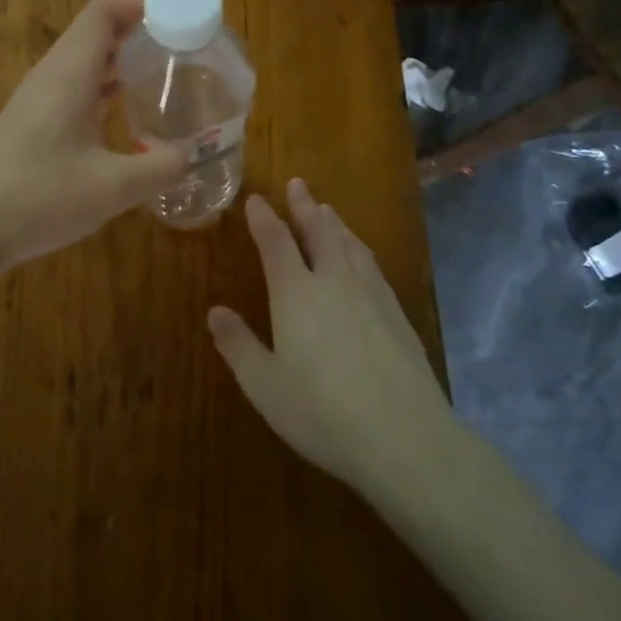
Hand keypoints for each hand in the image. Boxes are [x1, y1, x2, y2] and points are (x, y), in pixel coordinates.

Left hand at [0, 0, 185, 271]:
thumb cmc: (39, 197)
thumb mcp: (112, 188)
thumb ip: (160, 168)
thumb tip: (194, 155)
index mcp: (69, 74)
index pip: (102, 13)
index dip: (139, 4)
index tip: (179, 16)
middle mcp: (51, 77)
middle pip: (95, 34)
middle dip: (138, 33)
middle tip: (182, 49)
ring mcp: (36, 100)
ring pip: (83, 63)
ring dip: (120, 62)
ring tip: (162, 76)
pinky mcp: (30, 125)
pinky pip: (73, 89)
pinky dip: (103, 89)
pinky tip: (125, 115)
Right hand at [208, 179, 455, 501]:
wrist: (405, 436)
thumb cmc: (322, 413)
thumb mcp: (265, 386)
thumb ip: (239, 346)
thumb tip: (216, 312)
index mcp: (296, 294)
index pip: (276, 242)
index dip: (264, 219)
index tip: (256, 200)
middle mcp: (334, 282)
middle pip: (319, 231)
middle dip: (305, 206)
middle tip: (298, 184)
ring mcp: (371, 294)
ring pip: (350, 244)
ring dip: (334, 223)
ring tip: (327, 210)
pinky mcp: (397, 313)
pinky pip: (372, 265)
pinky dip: (359, 248)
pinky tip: (361, 256)